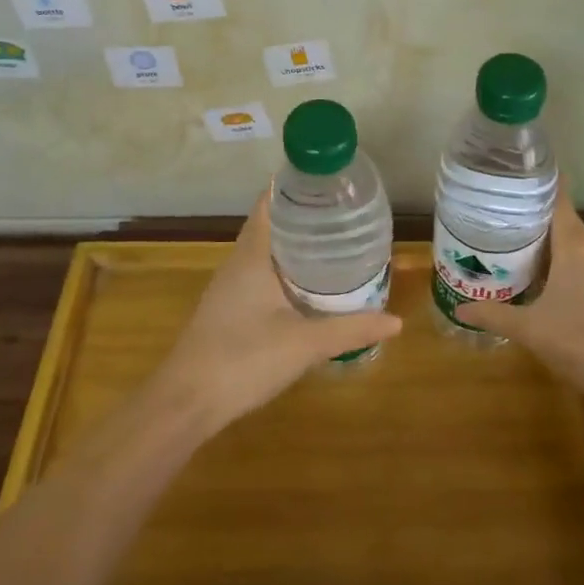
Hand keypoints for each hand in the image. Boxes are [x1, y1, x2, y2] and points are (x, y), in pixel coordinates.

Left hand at [148, 191, 402, 434]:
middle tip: (346, 213)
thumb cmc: (243, 359)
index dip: (296, 187)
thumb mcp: (305, 343)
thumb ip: (351, 329)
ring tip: (336, 243)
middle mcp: (238, 263)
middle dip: (305, 216)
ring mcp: (230, 288)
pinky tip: (310, 287)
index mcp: (252, 256)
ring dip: (296, 246)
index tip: (330, 182)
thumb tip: (396, 321)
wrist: (186, 402)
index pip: (269, 203)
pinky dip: (287, 271)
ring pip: (266, 253)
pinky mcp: (229, 311)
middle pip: (271, 225)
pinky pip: (262, 276)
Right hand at [459, 193, 583, 413]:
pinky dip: (560, 266)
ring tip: (509, 247)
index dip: (536, 184)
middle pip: (561, 222)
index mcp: (576, 245)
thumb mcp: (530, 329)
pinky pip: (582, 266)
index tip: (510, 176)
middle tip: (493, 218)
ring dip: (544, 246)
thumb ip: (494, 315)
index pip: (557, 199)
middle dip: (529, 219)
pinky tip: (540, 282)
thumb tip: (458, 309)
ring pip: (572, 246)